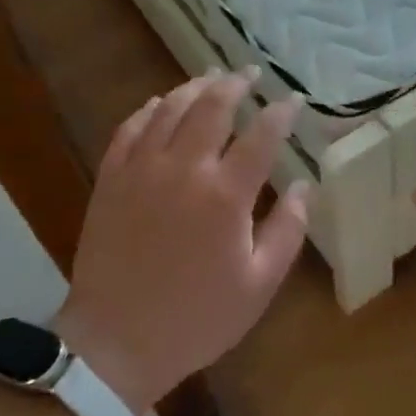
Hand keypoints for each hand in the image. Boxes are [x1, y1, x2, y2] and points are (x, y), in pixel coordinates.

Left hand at [56, 70, 308, 412]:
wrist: (117, 342)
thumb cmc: (197, 318)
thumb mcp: (258, 285)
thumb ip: (287, 230)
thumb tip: (304, 185)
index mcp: (226, 195)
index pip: (261, 136)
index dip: (280, 113)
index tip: (292, 100)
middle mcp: (184, 169)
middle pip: (212, 108)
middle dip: (235, 85)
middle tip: (249, 73)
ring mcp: (142, 170)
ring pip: (170, 110)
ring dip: (193, 88)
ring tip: (210, 77)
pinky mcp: (111, 180)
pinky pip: (129, 130)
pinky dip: (148, 110)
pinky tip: (158, 103)